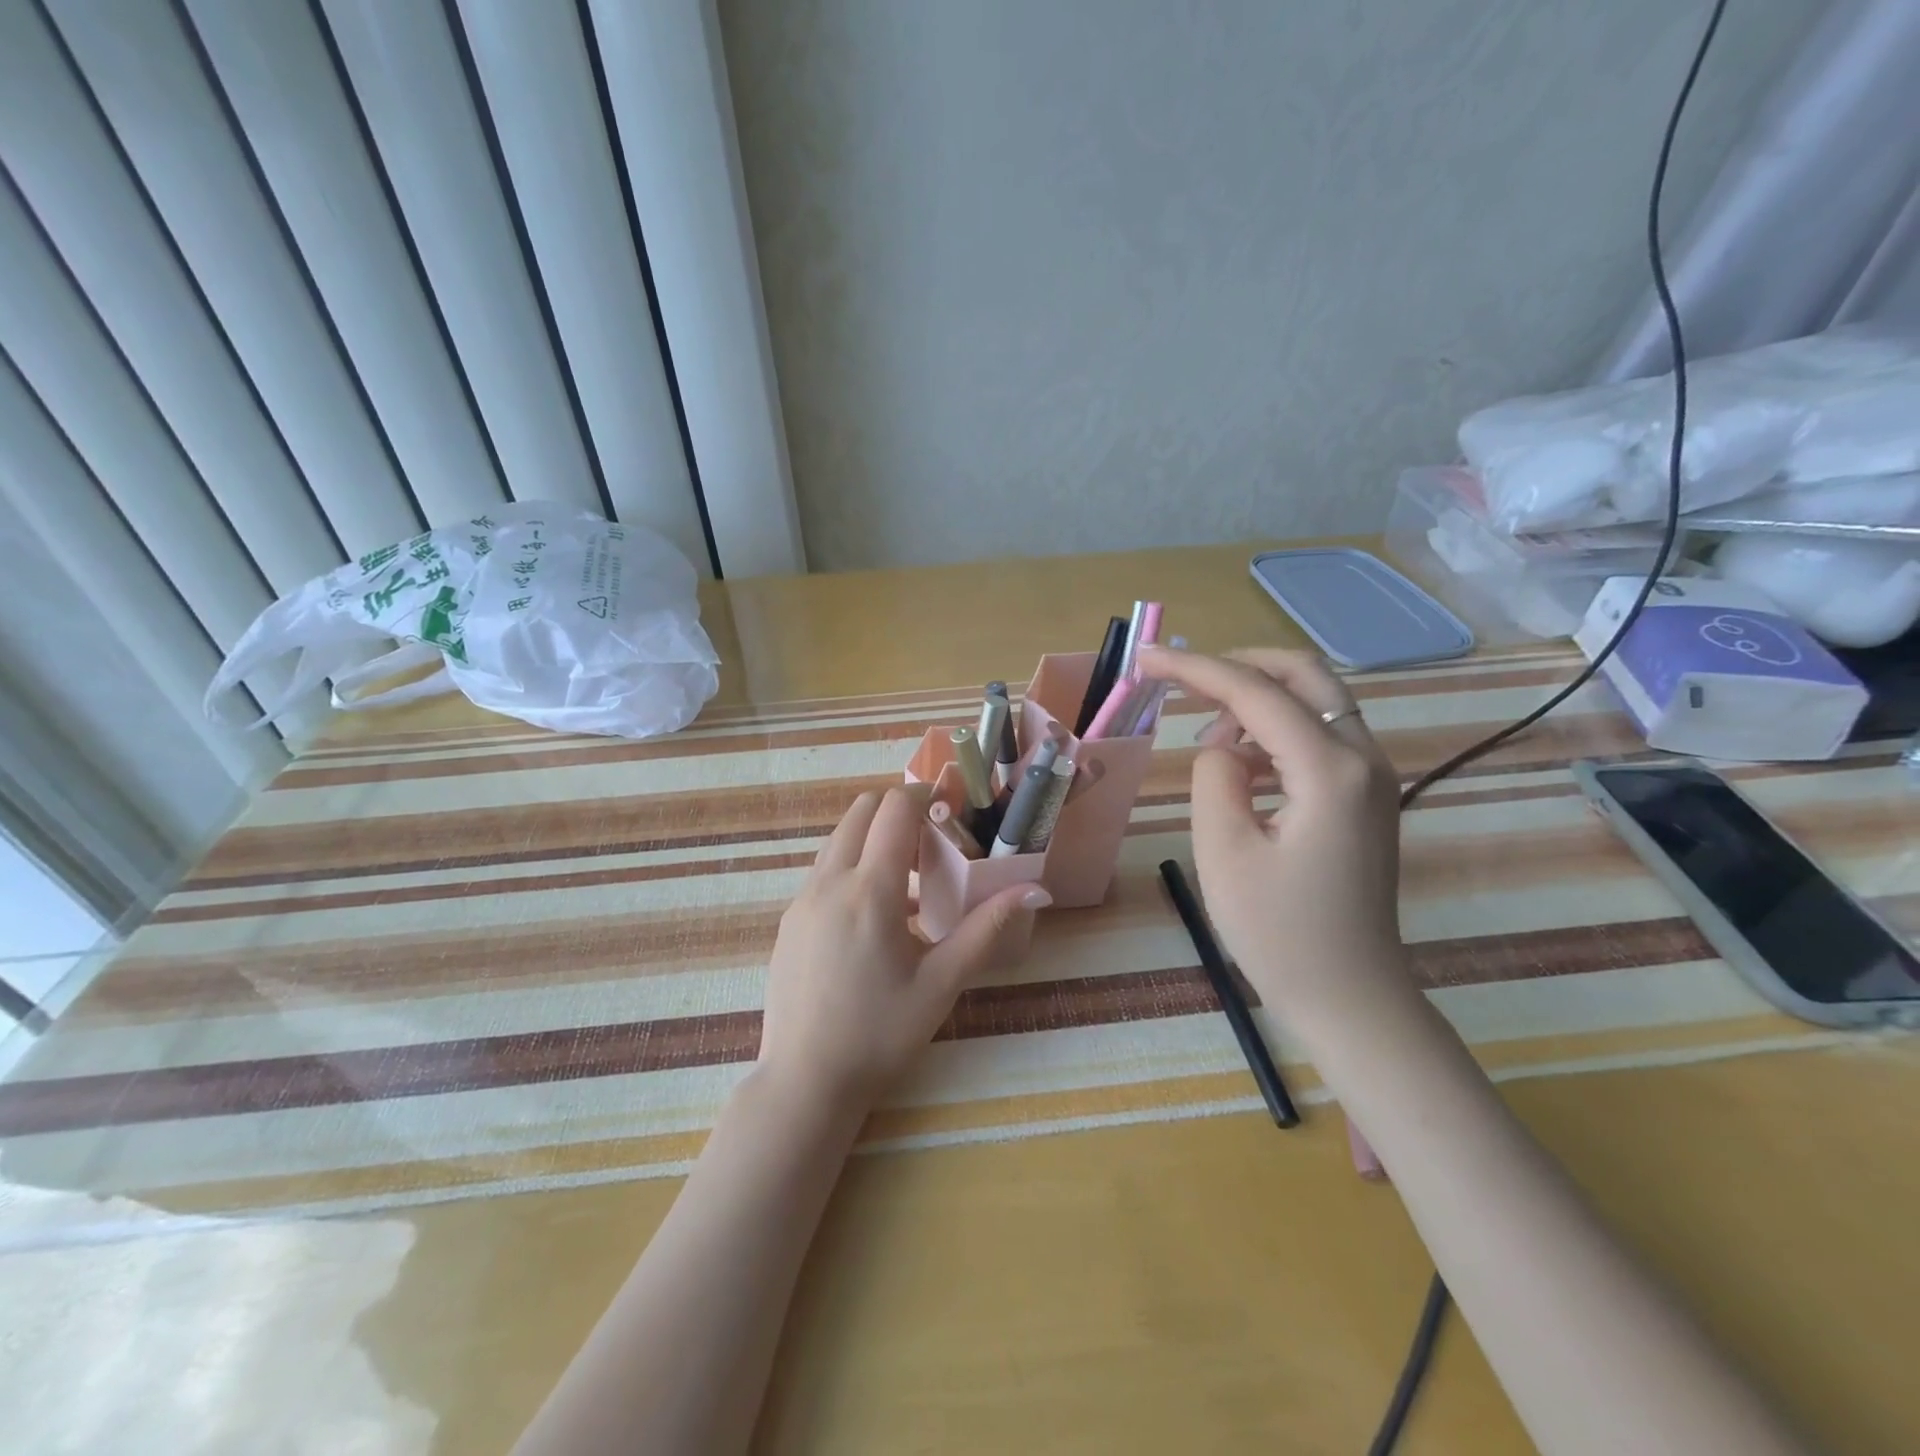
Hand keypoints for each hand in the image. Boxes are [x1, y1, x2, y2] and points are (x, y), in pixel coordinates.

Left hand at [757, 785, 1050, 1110]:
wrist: (804, 1082)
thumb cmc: (880, 1034)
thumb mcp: (941, 983)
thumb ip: (987, 929)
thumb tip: (1034, 889)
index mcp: (869, 891)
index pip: (893, 809)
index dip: (923, 796)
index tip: (950, 808)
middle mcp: (829, 882)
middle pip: (860, 811)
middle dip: (897, 810)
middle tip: (932, 841)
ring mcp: (802, 900)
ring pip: (838, 840)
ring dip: (873, 838)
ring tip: (909, 879)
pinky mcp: (789, 920)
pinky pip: (824, 871)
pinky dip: (852, 867)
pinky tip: (877, 916)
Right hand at [1137, 646, 1406, 1017]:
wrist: (1349, 998)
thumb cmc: (1279, 933)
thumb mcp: (1224, 850)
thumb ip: (1214, 776)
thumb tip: (1222, 747)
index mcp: (1329, 770)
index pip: (1255, 693)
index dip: (1195, 669)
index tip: (1145, 660)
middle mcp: (1363, 758)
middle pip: (1302, 675)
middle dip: (1237, 666)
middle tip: (1182, 681)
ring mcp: (1371, 777)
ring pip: (1313, 702)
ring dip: (1256, 701)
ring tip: (1204, 737)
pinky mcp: (1365, 797)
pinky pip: (1318, 737)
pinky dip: (1275, 732)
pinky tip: (1241, 765)